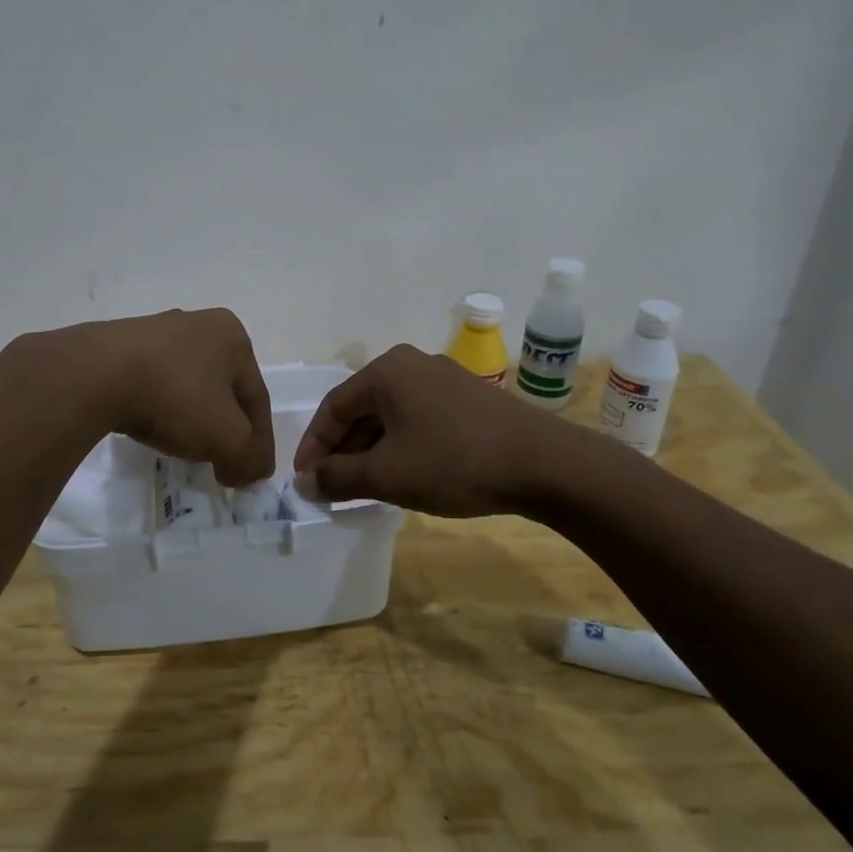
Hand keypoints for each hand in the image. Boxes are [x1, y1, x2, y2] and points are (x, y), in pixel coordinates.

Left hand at [49, 309, 275, 486]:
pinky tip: (150, 428)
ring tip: (184, 449)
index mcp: (231, 335)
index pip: (257, 397)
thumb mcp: (227, 437)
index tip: (252, 474)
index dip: (259, 441)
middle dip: (225, 428)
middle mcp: (197, 324)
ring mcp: (155, 332)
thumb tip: (252, 471)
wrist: (95, 375)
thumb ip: (250, 458)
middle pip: (222, 390)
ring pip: (187, 386)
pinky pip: (152, 384)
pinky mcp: (120, 346)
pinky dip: (159, 409)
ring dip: (192, 419)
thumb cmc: (175, 396)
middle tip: (221, 462)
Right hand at [293, 344, 609, 517]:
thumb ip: (338, 478)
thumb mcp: (387, 475)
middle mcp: (412, 364)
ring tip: (365, 486)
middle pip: (362, 409)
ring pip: (391, 415)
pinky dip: (401, 445)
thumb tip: (306, 483)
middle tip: (333, 487)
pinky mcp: (469, 398)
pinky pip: (419, 419)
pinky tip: (405, 474)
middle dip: (343, 450)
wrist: (547, 465)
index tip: (305, 480)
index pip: (333, 407)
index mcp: (387, 371)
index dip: (313, 446)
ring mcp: (444, 379)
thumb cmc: (455, 462)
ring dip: (371, 450)